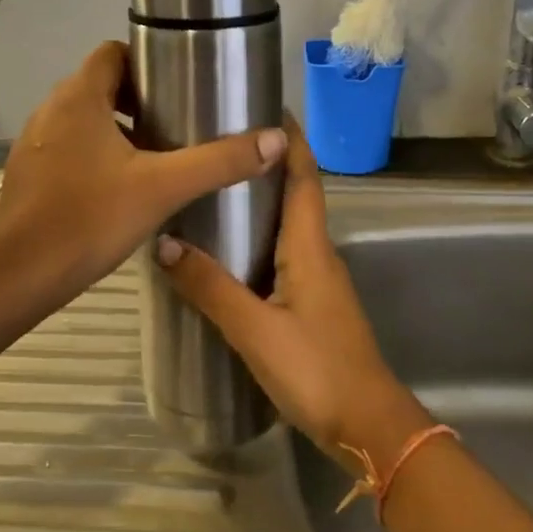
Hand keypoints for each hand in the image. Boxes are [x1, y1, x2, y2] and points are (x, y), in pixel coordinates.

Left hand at [0, 41, 286, 300]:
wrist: (23, 274)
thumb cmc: (91, 218)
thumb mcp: (164, 187)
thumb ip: (219, 162)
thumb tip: (275, 139)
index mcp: (79, 98)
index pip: (113, 53)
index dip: (147, 62)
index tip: (178, 85)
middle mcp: (50, 110)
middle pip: (100, 86)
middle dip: (138, 99)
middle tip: (176, 123)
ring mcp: (33, 143)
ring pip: (83, 120)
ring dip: (116, 128)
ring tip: (155, 155)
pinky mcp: (27, 173)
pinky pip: (67, 148)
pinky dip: (93, 154)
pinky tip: (118, 187)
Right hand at [155, 120, 428, 470]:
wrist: (368, 427)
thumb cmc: (317, 370)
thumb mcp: (255, 329)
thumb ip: (210, 287)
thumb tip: (164, 242)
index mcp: (310, 246)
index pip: (304, 176)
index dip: (289, 138)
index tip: (264, 104)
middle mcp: (317, 253)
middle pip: (294, 193)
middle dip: (264, 162)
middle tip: (217, 142)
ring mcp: (316, 280)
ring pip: (287, 225)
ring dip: (259, 200)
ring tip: (212, 186)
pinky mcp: (310, 305)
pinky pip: (281, 255)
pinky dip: (256, 238)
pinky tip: (223, 250)